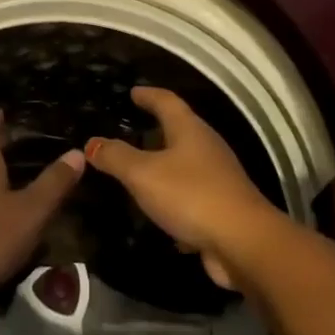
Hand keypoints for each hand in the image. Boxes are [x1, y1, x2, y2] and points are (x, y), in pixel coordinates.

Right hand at [85, 87, 279, 289]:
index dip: (149, 95)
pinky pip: (191, 194)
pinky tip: (158, 210)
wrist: (243, 242)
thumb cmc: (191, 195)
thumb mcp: (143, 174)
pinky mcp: (221, 206)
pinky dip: (173, 196)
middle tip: (132, 130)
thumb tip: (92, 142)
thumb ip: (116, 157)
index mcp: (190, 130)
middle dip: (156, 129)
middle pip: (179, 130)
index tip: (133, 92)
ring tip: (139, 169)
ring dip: (164, 164)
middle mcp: (207, 147)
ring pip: (185, 164)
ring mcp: (217, 177)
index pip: (167, 101)